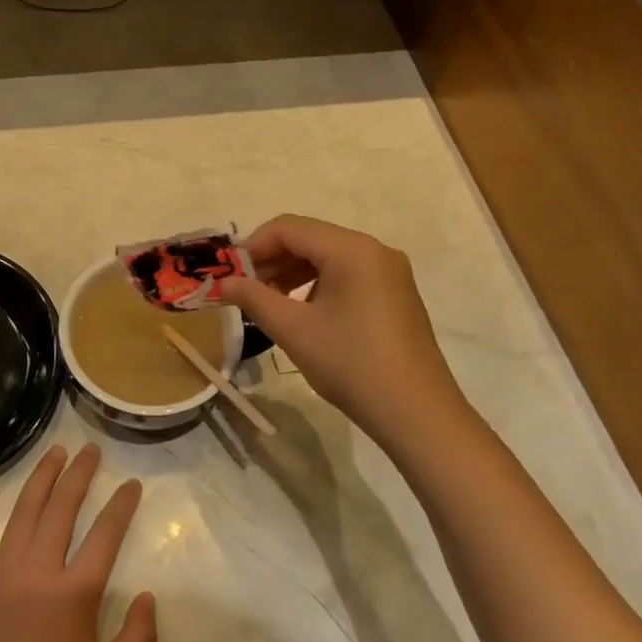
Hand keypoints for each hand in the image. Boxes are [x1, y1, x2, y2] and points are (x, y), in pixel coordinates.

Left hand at [0, 443, 157, 641]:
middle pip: (61, 509)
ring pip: (22, 513)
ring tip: (56, 452)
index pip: (105, 534)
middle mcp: (37, 573)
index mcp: (74, 595)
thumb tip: (148, 596)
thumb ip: (138, 641)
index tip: (131, 484)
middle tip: (90, 450)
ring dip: (41, 479)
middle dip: (80, 474)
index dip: (122, 505)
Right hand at [223, 214, 467, 446]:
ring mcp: (389, 272)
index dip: (254, 246)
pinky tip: (303, 314)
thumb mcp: (294, 330)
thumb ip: (254, 298)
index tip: (231, 274)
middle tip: (245, 290)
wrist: (417, 414)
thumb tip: (224, 283)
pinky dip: (317, 285)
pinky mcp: (395, 294)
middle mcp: (374, 250)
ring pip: (328, 257)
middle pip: (310, 238)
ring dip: (292, 273)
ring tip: (268, 304)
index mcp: (351, 249)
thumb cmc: (351, 364)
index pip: (290, 228)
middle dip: (272, 260)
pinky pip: (347, 275)